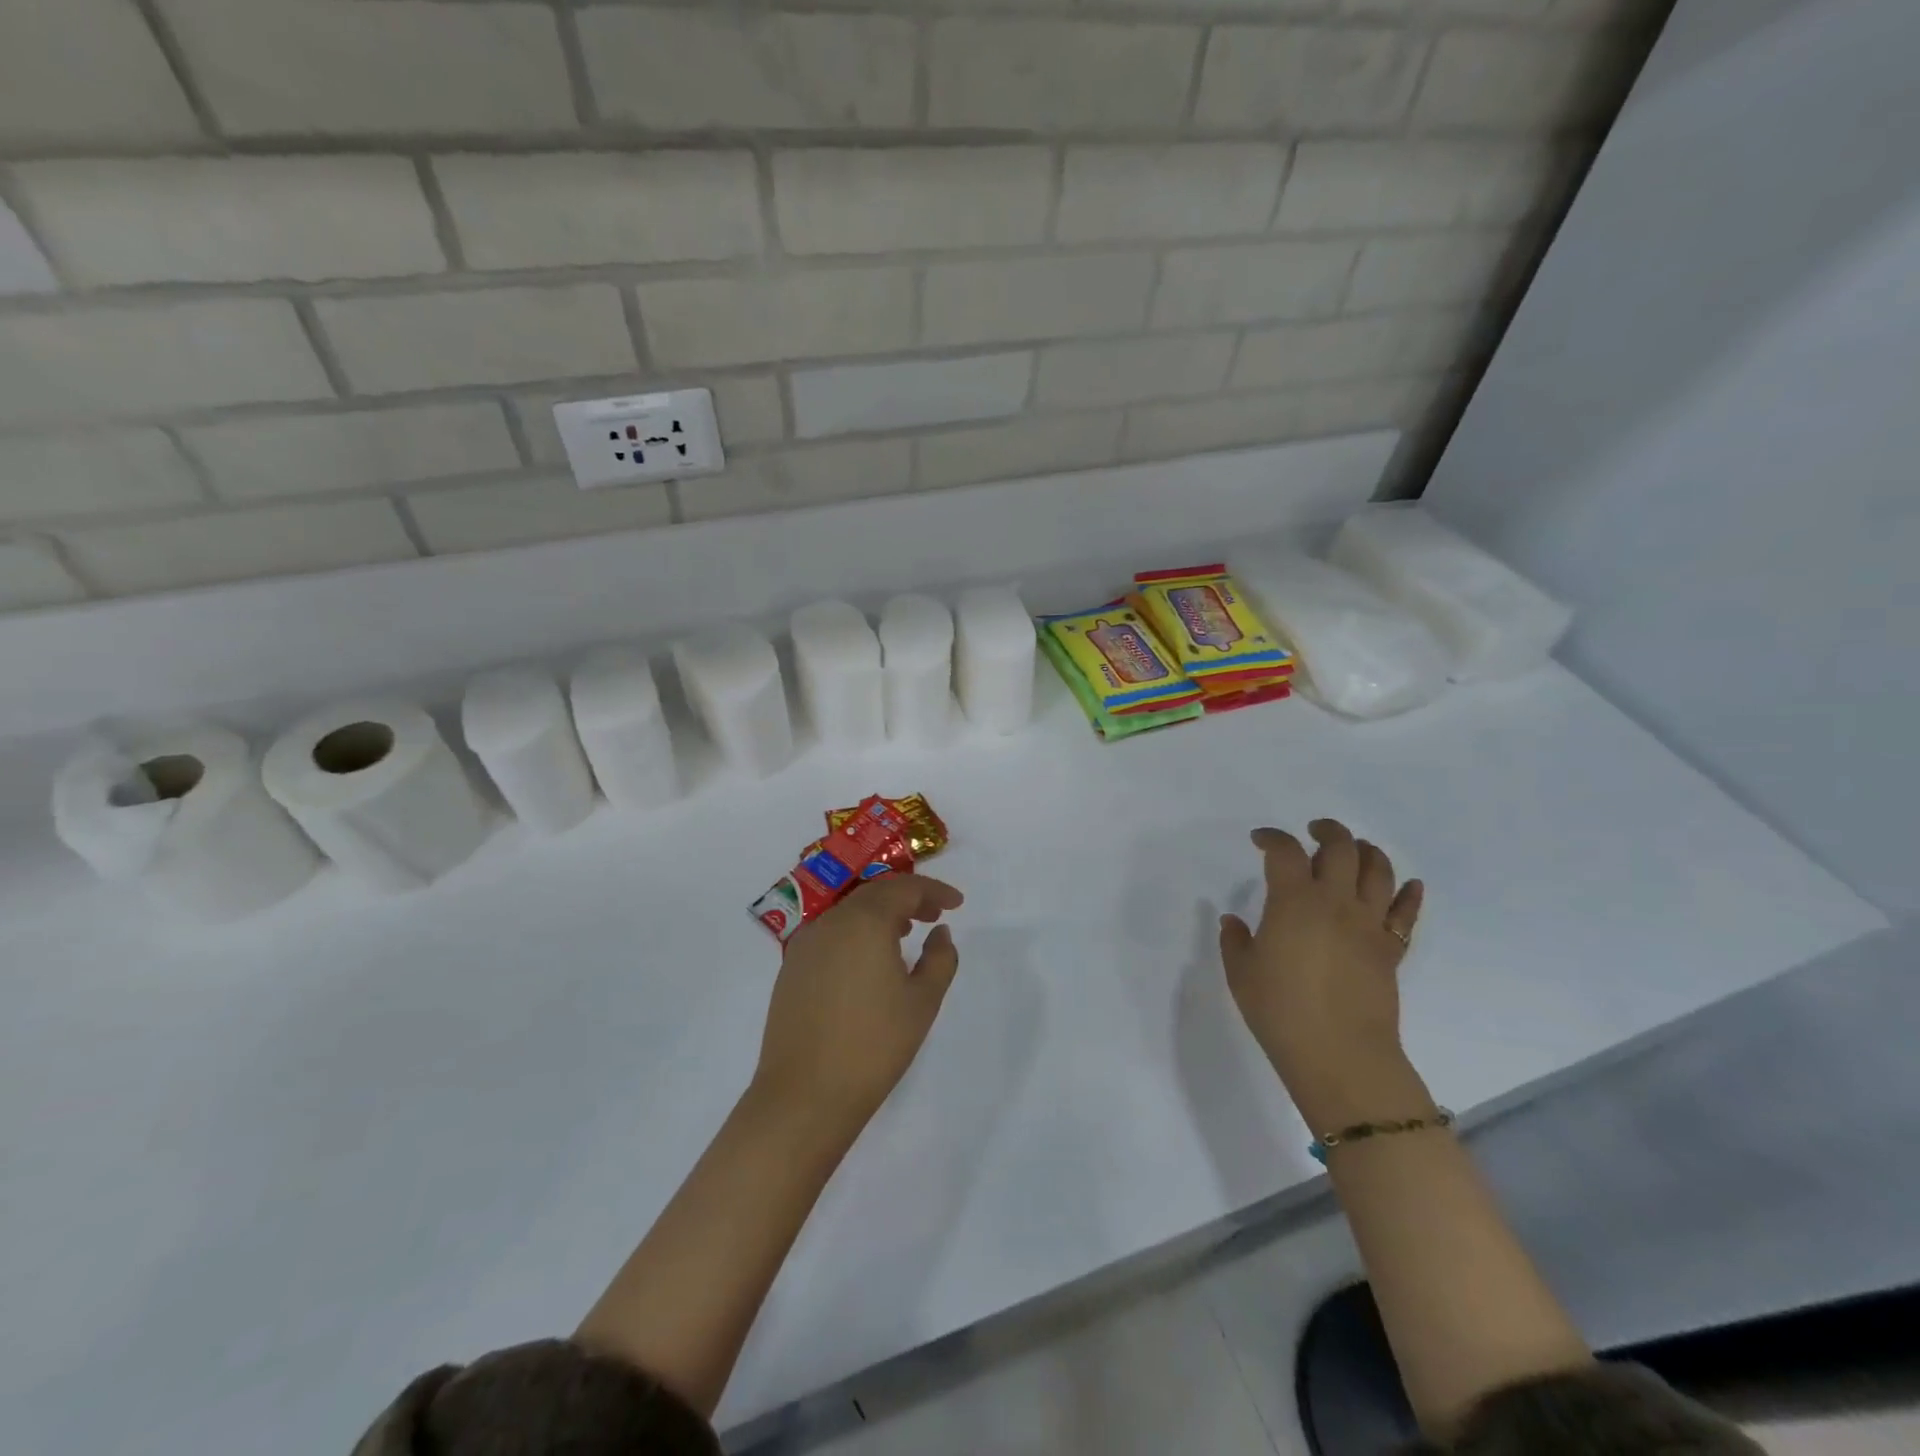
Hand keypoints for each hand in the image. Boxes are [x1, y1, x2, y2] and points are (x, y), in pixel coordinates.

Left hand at [753, 873, 964, 1132]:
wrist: (804, 1095)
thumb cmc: (873, 1045)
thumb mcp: (922, 1001)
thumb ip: (939, 959)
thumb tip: (940, 933)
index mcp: (864, 921)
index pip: (903, 889)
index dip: (933, 891)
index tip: (957, 903)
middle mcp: (830, 922)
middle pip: (874, 894)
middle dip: (907, 899)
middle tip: (934, 915)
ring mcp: (805, 945)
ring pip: (849, 913)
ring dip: (880, 915)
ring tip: (906, 934)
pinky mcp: (791, 969)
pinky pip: (830, 935)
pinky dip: (856, 934)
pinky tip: (869, 962)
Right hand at [1219, 819, 1426, 1130]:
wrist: (1339, 1054)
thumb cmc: (1280, 1010)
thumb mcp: (1242, 973)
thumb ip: (1235, 941)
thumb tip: (1234, 921)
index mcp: (1293, 901)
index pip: (1285, 852)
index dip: (1272, 837)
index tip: (1260, 840)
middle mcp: (1335, 902)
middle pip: (1341, 848)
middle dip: (1327, 831)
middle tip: (1314, 831)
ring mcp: (1368, 925)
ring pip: (1379, 871)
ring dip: (1367, 852)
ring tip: (1355, 849)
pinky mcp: (1390, 950)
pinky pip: (1406, 914)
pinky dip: (1409, 895)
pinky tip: (1409, 885)